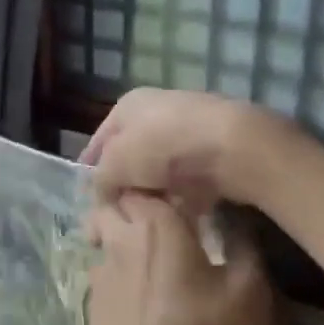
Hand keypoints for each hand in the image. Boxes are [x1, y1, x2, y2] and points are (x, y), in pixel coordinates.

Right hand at [79, 88, 280, 208]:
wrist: (233, 147)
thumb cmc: (162, 148)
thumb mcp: (115, 165)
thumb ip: (100, 181)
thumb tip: (103, 195)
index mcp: (127, 106)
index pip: (99, 141)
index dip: (91, 171)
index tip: (90, 200)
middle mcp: (157, 111)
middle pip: (132, 157)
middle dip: (126, 186)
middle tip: (120, 214)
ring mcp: (189, 130)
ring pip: (160, 171)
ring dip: (154, 193)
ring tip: (149, 218)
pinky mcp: (216, 152)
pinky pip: (190, 180)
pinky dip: (183, 197)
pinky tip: (179, 214)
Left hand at [79, 194, 273, 324]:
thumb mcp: (247, 293)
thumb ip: (243, 248)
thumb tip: (236, 223)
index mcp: (154, 223)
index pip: (143, 178)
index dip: (160, 178)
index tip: (183, 187)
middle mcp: (118, 237)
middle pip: (114, 201)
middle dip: (135, 201)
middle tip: (169, 215)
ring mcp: (99, 270)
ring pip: (106, 234)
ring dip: (125, 234)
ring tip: (159, 253)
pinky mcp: (92, 300)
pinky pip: (105, 267)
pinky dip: (122, 266)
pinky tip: (147, 292)